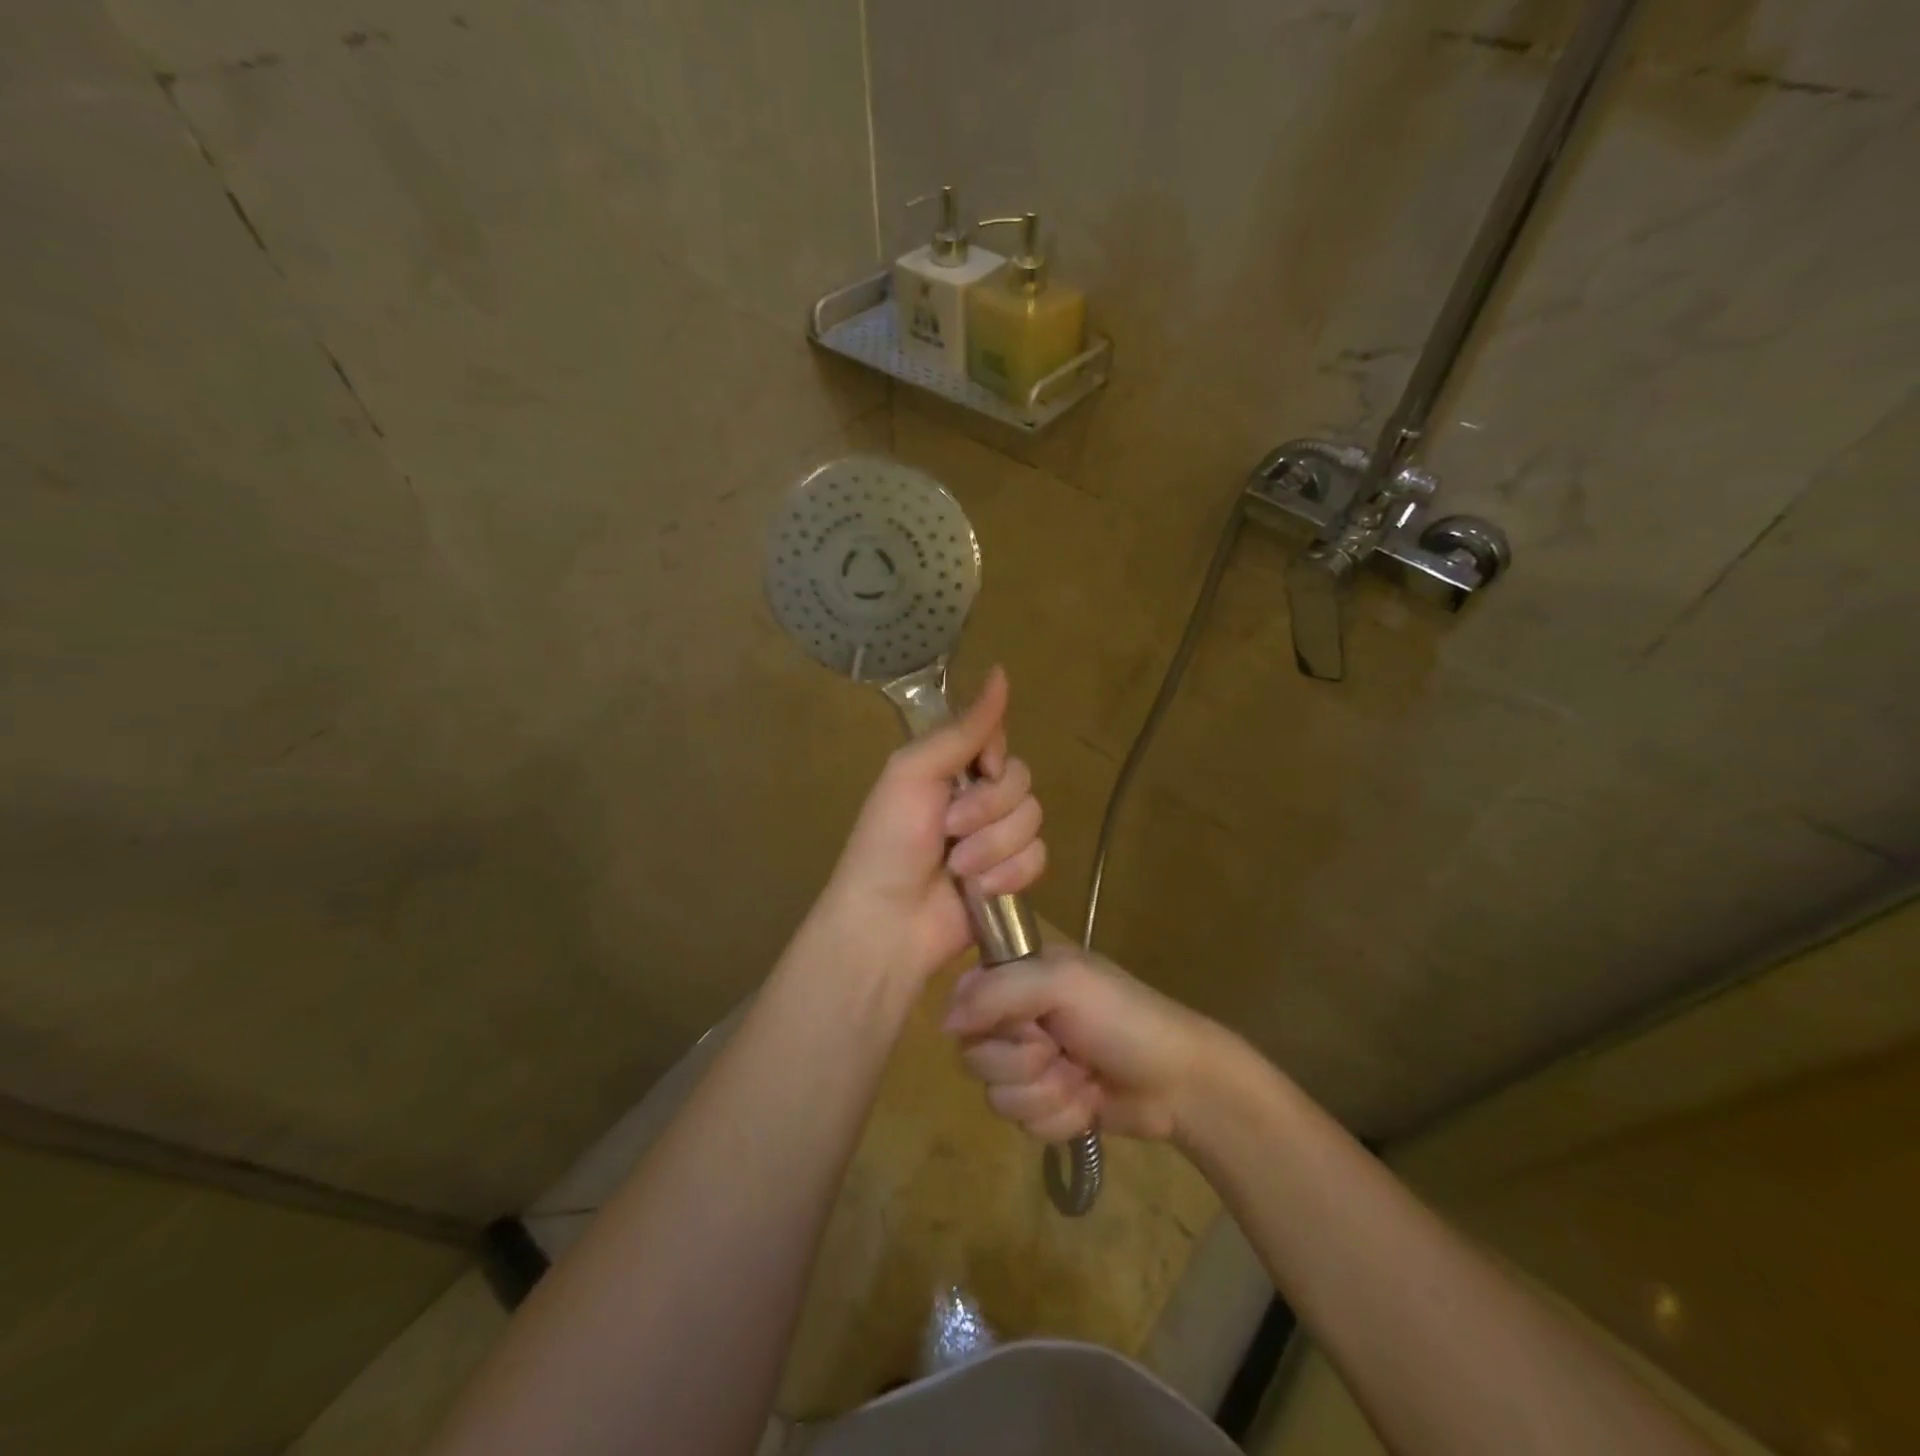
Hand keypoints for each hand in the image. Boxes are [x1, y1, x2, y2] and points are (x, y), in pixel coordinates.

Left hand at [820, 667, 1046, 983]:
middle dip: (987, 809)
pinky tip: (980, 890)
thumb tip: (1000, 671)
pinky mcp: (1012, 876)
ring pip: (1033, 820)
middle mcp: (977, 797)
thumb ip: (963, 729)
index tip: (977, 770)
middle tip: (950, 829)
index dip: (992, 758)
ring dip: (994, 846)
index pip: (998, 740)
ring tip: (958, 868)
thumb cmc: (889, 842)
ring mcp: (996, 838)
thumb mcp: (914, 773)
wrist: (889, 922)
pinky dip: (1009, 874)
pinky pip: (1039, 857)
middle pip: (1021, 780)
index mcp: (950, 768)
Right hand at [942, 945, 1220, 1141]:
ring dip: (1046, 1094)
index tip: (1023, 1024)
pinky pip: (1022, 1123)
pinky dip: (1059, 1118)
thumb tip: (945, 1022)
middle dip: (1021, 1065)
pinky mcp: (1044, 1103)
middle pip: (974, 1054)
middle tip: (1060, 1051)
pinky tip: (1089, 1103)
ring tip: (1082, 1078)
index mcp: (1018, 974)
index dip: (986, 1022)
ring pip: (995, 1096)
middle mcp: (1016, 1016)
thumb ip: (999, 991)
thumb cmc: (1123, 1018)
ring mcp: (1029, 1063)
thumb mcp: (1063, 984)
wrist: (1179, 1082)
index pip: (962, 999)